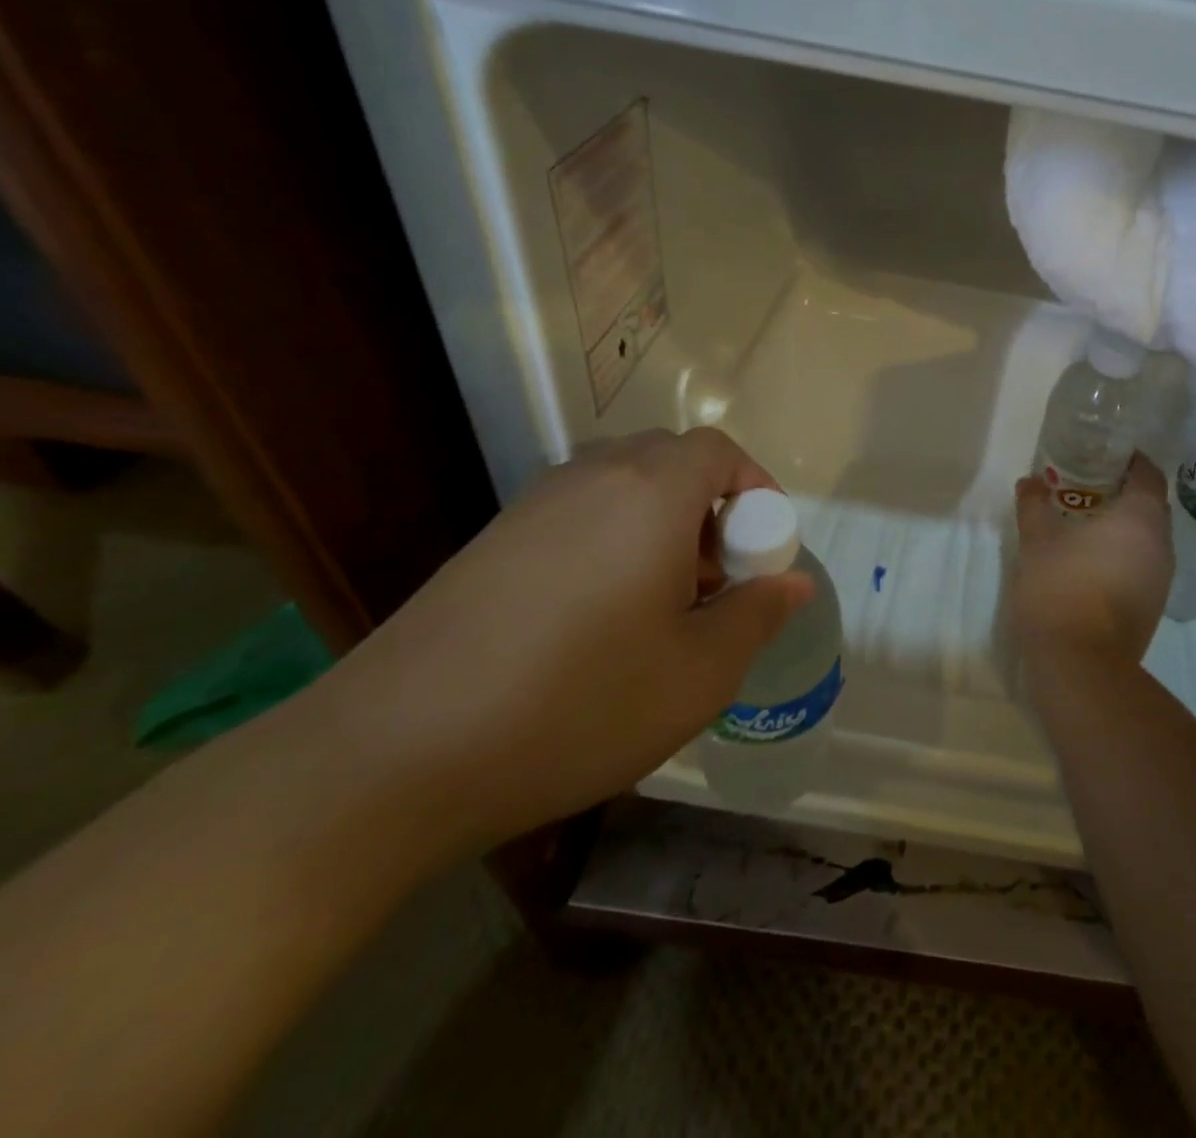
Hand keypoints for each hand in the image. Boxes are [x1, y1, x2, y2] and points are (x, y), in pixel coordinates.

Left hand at [318, 428, 814, 851]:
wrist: (393, 755)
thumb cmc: (577, 705)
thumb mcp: (698, 674)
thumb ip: (757, 616)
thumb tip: (792, 583)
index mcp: (650, 493)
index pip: (719, 449)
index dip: (757, 490)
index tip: (762, 554)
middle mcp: (591, 478)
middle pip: (672, 461)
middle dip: (713, 509)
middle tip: (715, 581)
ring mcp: (533, 505)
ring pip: (624, 486)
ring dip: (663, 525)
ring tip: (661, 604)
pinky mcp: (492, 540)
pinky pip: (578, 513)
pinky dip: (613, 540)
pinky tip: (598, 619)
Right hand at [1008, 453, 1173, 674]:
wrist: (1080, 664)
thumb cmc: (1061, 588)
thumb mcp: (1038, 540)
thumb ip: (1034, 505)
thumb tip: (1030, 481)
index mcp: (1141, 518)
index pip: (1149, 474)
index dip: (1131, 460)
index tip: (1105, 454)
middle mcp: (1161, 545)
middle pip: (1151, 505)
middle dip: (1124, 492)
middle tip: (1088, 485)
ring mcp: (1161, 579)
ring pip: (1148, 538)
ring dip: (1124, 526)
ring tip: (1087, 522)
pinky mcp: (1152, 606)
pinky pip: (1143, 565)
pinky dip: (1124, 554)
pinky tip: (1092, 560)